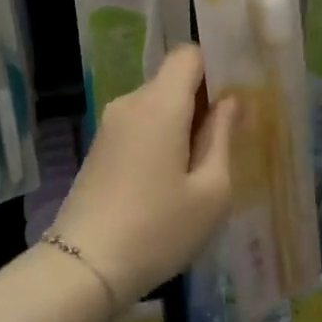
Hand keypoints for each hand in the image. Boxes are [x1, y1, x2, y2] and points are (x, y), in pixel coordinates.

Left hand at [51, 45, 237, 303]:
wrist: (85, 266)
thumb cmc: (159, 229)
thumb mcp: (211, 191)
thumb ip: (223, 136)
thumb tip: (230, 101)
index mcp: (160, 104)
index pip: (188, 54)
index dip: (216, 66)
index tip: (236, 97)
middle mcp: (130, 103)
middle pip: (172, 80)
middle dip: (202, 100)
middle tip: (229, 139)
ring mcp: (109, 125)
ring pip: (156, 105)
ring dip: (182, 123)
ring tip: (202, 167)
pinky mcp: (99, 148)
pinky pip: (139, 126)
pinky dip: (160, 138)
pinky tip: (171, 180)